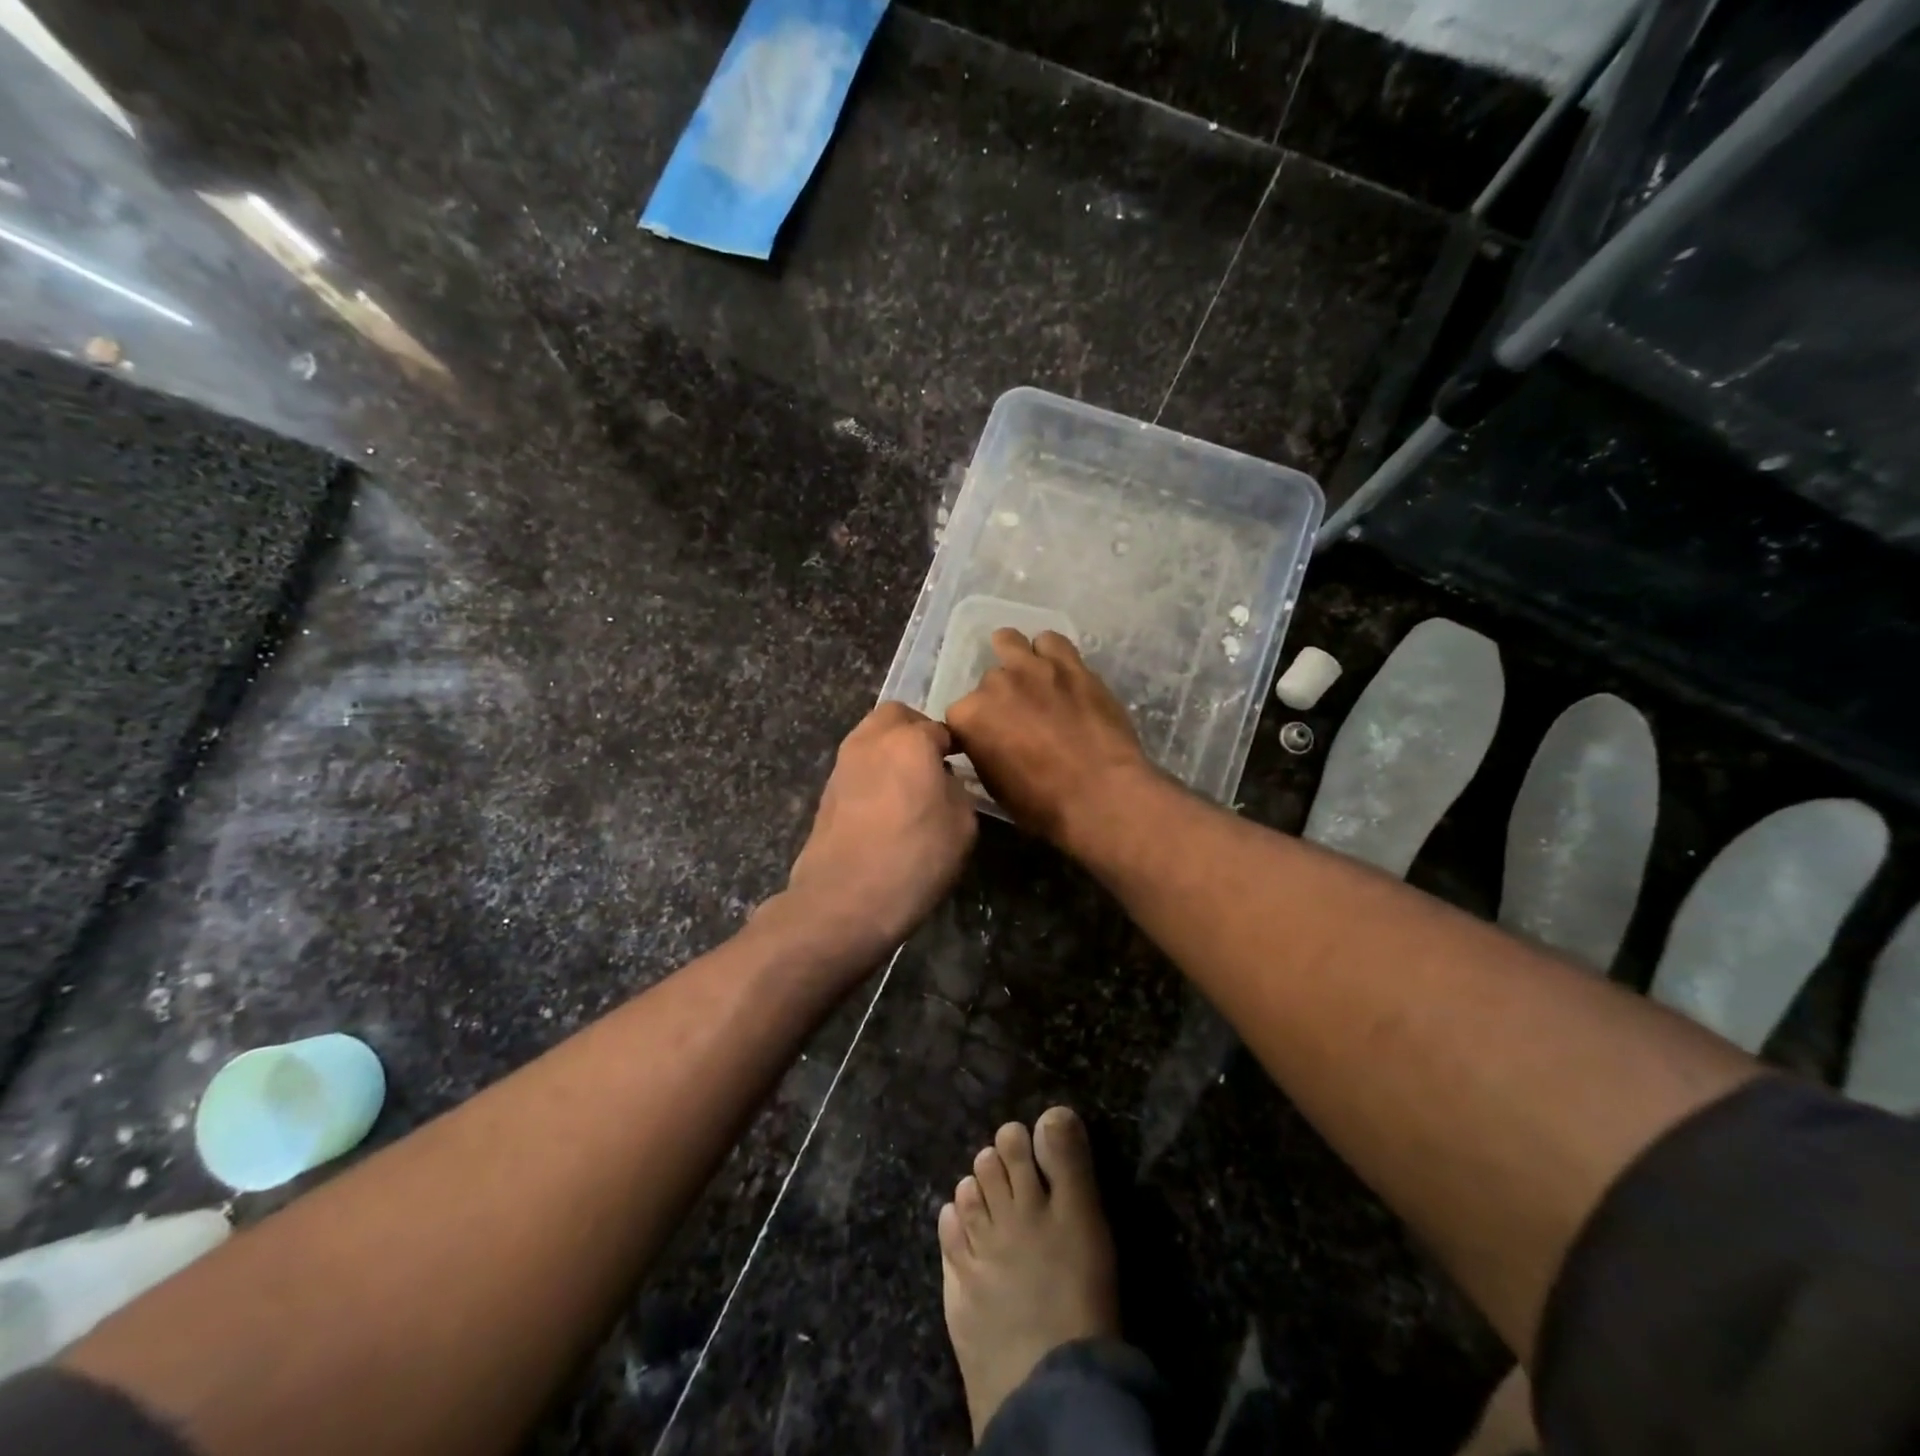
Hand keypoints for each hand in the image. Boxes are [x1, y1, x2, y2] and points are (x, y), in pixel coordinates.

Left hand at [782, 702, 977, 959]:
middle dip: (917, 730)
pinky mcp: (826, 791)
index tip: (965, 764)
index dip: (955, 745)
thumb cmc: (914, 858)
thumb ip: (957, 789)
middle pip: (896, 716)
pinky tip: (887, 806)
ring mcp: (842, 764)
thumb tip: (942, 779)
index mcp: (909, 740)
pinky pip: (857, 766)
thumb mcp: (962, 825)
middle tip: (935, 762)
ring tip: (910, 785)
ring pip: (871, 737)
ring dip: (891, 749)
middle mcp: (871, 740)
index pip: (939, 728)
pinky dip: (874, 772)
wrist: (844, 900)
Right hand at [945, 630, 1155, 846]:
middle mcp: (995, 684)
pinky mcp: (1071, 664)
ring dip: (1014, 659)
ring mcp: (1034, 668)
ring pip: (1010, 642)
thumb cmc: (1043, 804)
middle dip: (998, 698)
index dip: (972, 730)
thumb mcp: (995, 786)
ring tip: (1028, 679)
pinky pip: (1051, 641)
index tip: (986, 742)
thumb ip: (984, 752)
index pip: (958, 715)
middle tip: (1017, 719)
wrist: (1102, 794)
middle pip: (988, 682)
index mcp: (969, 716)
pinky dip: (1049, 653)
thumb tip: (988, 743)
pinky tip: (1057, 670)